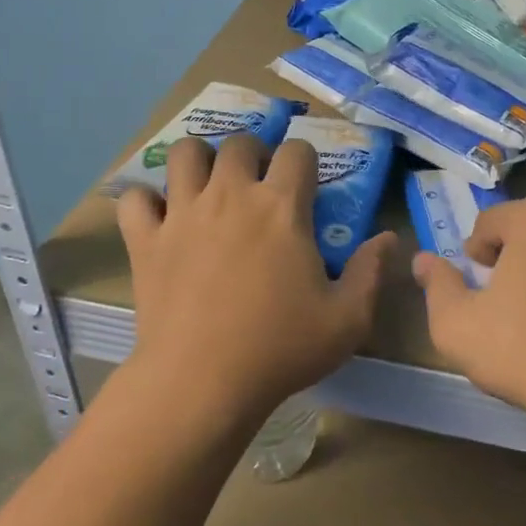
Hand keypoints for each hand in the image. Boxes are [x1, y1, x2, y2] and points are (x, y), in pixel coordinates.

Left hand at [117, 134, 395, 428]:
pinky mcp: (147, 240)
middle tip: (257, 184)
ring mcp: (184, 213)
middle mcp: (232, 194)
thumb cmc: (280, 348)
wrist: (201, 383)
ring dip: (199, 161)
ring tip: (208, 185)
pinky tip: (160, 218)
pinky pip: (136, 199)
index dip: (305, 160)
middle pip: (240, 142)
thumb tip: (389, 238)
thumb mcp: (347, 319)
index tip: (305, 184)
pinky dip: (146, 202)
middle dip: (253, 153)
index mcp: (282, 206)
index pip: (298, 151)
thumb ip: (371, 272)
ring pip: (185, 154)